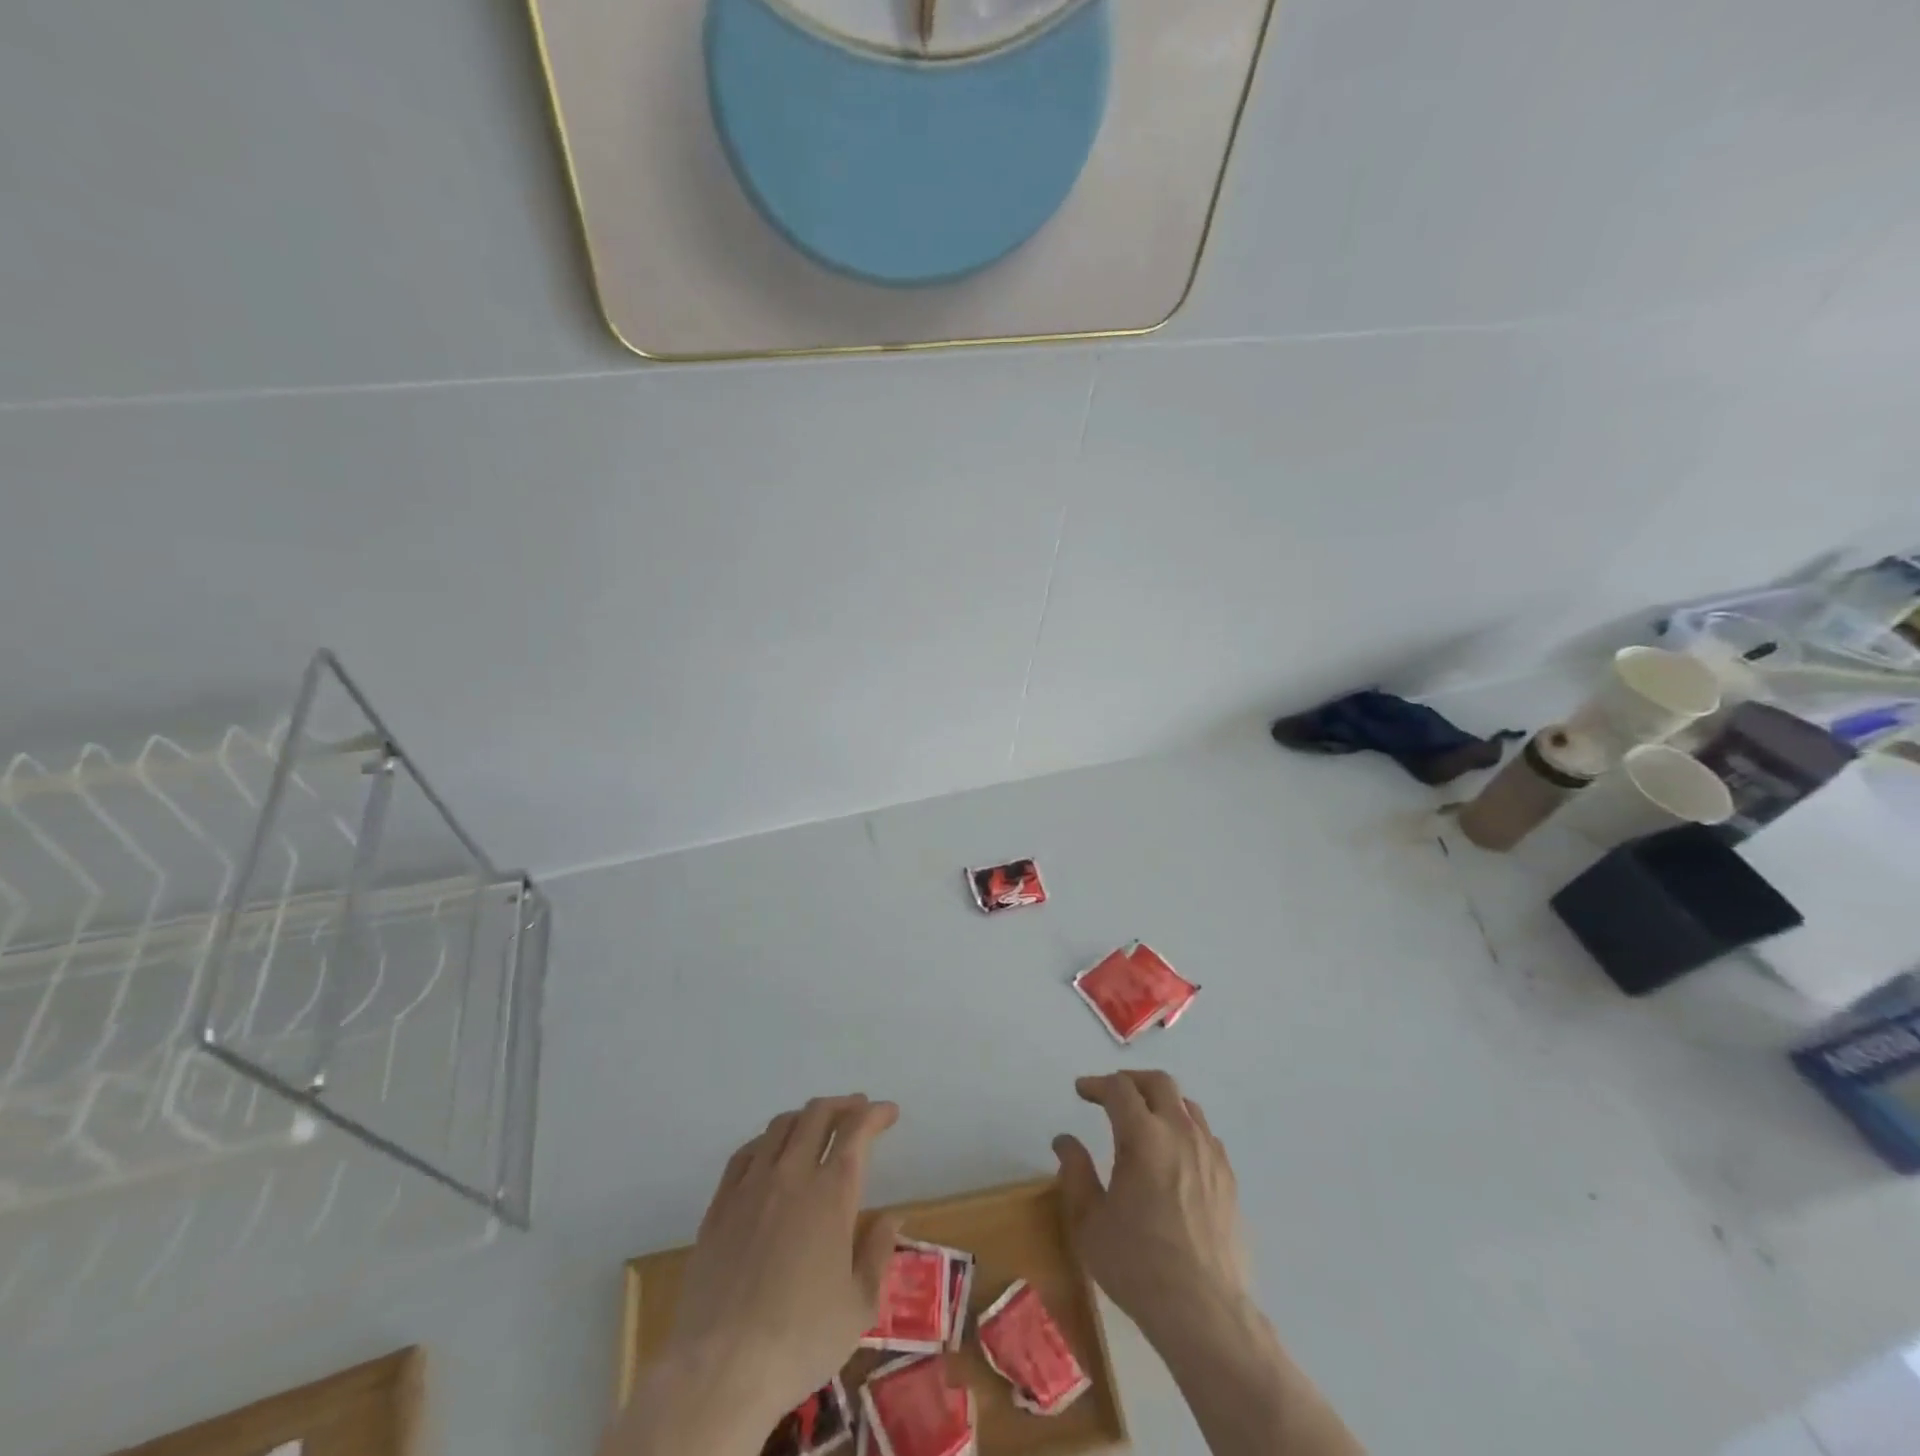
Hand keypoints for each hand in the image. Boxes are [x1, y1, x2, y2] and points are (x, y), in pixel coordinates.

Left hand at [655, 1096, 901, 1439]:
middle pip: (817, 1116)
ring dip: (805, 1116)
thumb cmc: (800, 1340)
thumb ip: (878, 1254)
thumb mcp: (859, 1307)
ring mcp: (750, 1187)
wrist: (720, 1370)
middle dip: (842, 1105)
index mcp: (831, 1193)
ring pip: (780, 1127)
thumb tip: (891, 1218)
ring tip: (817, 1125)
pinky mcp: (719, 1206)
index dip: (875, 1114)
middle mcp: (792, 1175)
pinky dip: (767, 1140)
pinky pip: (745, 1154)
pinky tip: (770, 1152)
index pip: (856, 1132)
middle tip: (857, 1109)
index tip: (889, 1112)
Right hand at [1053, 1071, 1251, 1345]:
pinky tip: (1175, 1153)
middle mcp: (1180, 1133)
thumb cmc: (1137, 1265)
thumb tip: (1065, 1141)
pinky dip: (1185, 1129)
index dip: (1096, 1084)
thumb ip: (1075, 1173)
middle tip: (1111, 1094)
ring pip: (1187, 1105)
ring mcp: (1210, 1154)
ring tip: (1144, 1120)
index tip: (1081, 1091)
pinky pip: (1206, 1135)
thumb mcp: (1089, 1222)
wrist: (1204, 1313)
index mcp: (1144, 1136)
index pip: (1119, 1088)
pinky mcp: (1229, 1179)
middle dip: (1131, 1081)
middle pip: (1159, 1083)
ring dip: (1161, 1102)